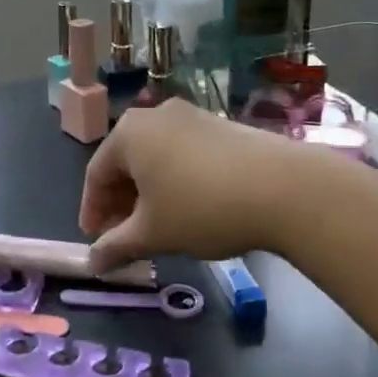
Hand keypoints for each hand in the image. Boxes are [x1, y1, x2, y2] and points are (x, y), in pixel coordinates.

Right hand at [79, 100, 290, 270]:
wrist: (285, 188)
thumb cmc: (202, 208)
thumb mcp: (153, 234)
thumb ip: (116, 246)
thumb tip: (93, 261)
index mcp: (128, 133)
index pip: (96, 173)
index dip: (92, 210)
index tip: (95, 240)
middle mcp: (155, 115)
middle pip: (126, 162)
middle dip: (120, 202)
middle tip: (123, 237)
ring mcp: (191, 117)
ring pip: (156, 158)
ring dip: (149, 193)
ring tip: (158, 226)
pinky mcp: (222, 126)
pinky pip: (184, 154)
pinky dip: (176, 181)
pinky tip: (190, 208)